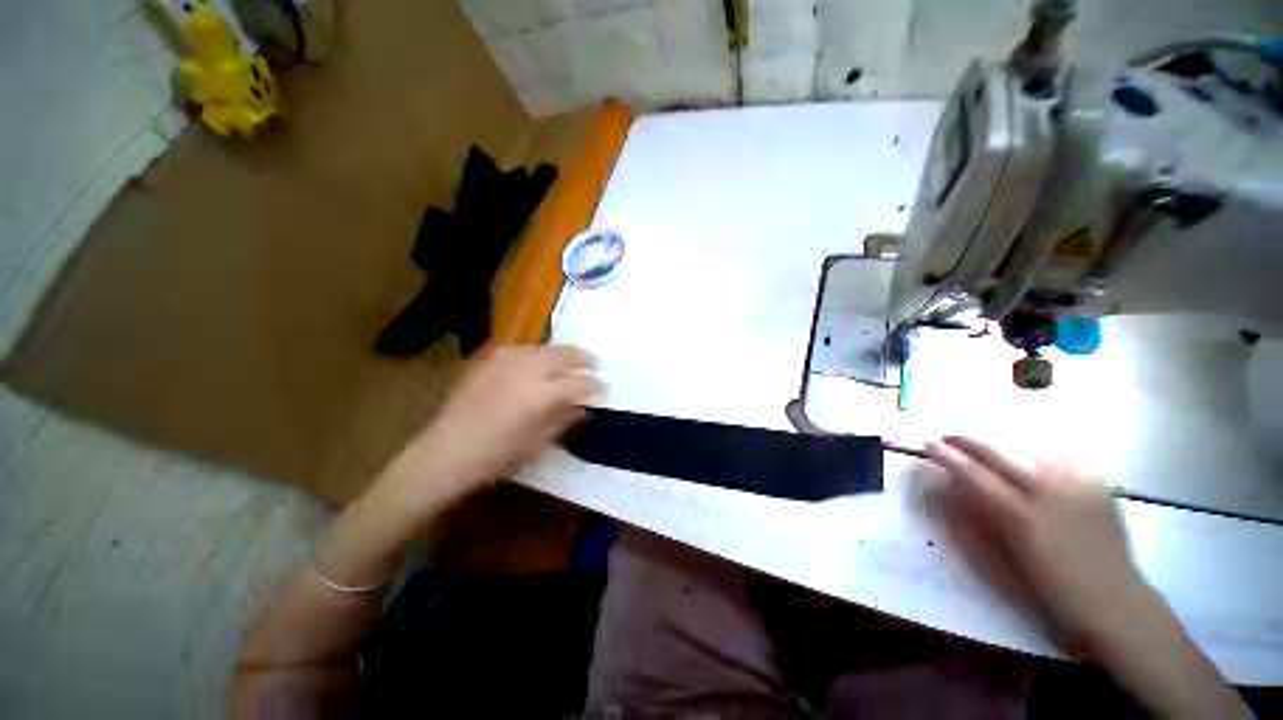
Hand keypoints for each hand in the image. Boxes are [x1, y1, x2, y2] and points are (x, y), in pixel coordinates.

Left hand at [385, 345, 599, 507]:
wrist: (446, 451)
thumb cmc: (497, 456)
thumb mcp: (538, 443)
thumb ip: (565, 419)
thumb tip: (584, 407)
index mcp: (541, 395)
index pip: (579, 383)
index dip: (594, 385)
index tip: (604, 387)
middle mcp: (527, 370)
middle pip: (564, 355)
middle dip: (583, 359)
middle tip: (594, 364)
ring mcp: (506, 360)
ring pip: (544, 347)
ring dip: (562, 353)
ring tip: (571, 359)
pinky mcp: (490, 359)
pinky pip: (522, 348)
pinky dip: (537, 352)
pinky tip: (539, 360)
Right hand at [924, 436, 1146, 649]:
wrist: (1116, 604)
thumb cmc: (1052, 591)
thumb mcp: (1006, 563)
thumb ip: (977, 522)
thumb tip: (950, 492)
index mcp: (1021, 516)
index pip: (974, 475)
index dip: (948, 457)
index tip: (928, 444)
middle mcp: (1048, 494)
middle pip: (999, 458)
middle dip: (969, 444)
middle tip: (948, 437)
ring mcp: (1078, 488)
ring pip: (1032, 452)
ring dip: (1006, 449)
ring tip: (990, 452)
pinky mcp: (1100, 489)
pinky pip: (1066, 461)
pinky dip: (1045, 455)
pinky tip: (1038, 458)